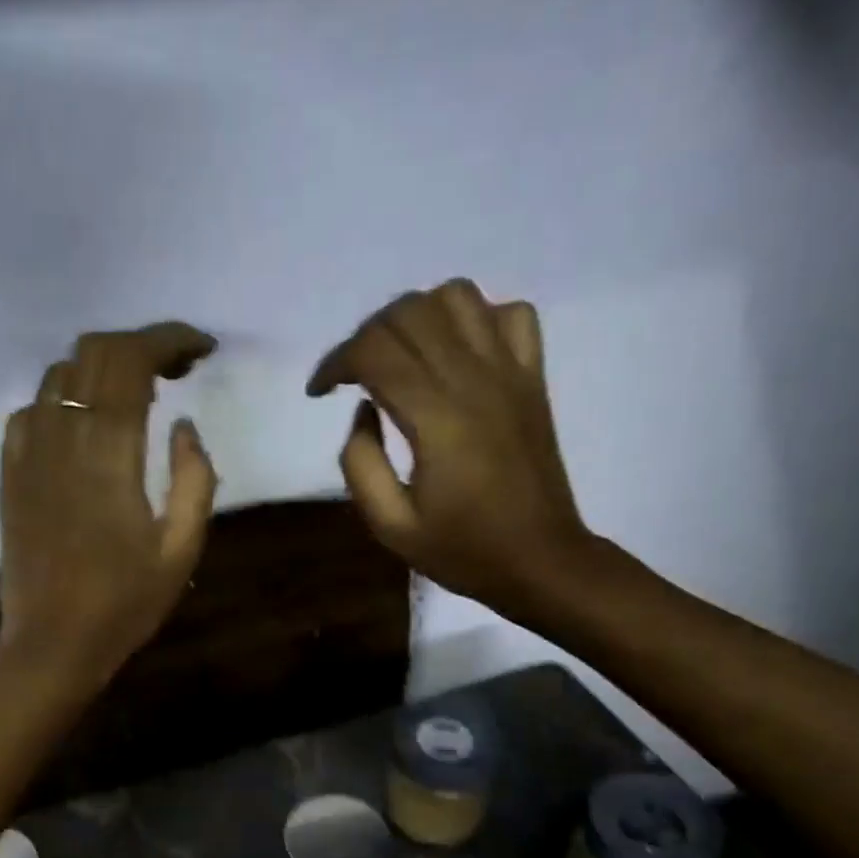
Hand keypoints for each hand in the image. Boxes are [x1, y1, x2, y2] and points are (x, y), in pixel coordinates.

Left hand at [0, 322, 217, 691]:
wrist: (52, 644)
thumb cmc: (124, 604)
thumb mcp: (182, 550)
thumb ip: (194, 479)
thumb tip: (184, 428)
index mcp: (109, 452)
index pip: (133, 360)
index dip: (169, 340)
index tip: (200, 350)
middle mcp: (62, 436)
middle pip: (94, 351)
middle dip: (140, 345)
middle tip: (176, 371)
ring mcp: (28, 451)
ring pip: (59, 372)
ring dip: (102, 368)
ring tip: (135, 395)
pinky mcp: (9, 472)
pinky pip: (32, 409)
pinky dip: (64, 398)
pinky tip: (84, 426)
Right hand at [309, 279, 593, 619]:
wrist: (539, 560)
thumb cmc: (462, 550)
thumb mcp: (390, 526)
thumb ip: (361, 464)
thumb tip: (363, 410)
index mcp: (436, 418)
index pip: (374, 351)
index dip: (335, 362)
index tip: (319, 392)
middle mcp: (474, 379)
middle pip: (409, 313)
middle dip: (366, 335)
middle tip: (352, 376)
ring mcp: (511, 371)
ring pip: (457, 297)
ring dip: (416, 315)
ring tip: (400, 354)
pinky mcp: (533, 377)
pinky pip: (510, 314)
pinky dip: (476, 318)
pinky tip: (456, 353)